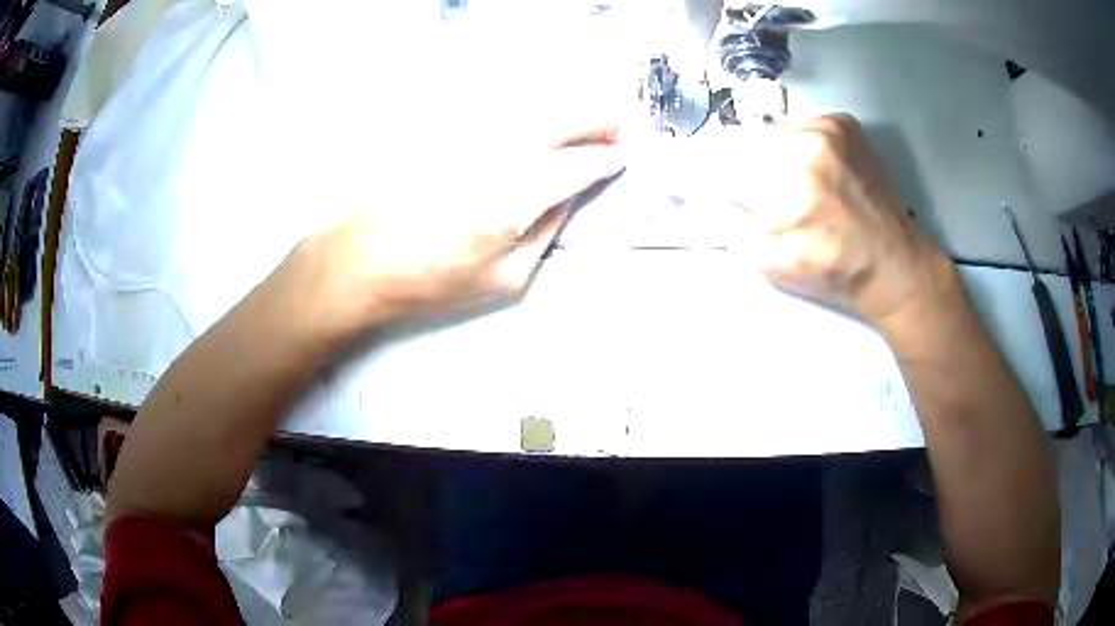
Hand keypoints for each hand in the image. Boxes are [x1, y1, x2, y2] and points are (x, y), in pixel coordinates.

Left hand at [280, 125, 623, 331]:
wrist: (362, 259)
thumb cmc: (433, 280)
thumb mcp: (506, 276)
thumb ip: (547, 230)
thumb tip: (569, 196)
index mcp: (518, 197)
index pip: (579, 164)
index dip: (606, 158)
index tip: (621, 156)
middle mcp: (498, 154)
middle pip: (561, 120)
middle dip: (596, 120)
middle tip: (614, 127)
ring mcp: (470, 135)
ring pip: (532, 107)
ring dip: (565, 110)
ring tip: (582, 121)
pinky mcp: (447, 129)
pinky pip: (499, 109)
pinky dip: (527, 111)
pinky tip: (533, 122)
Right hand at [722, 114, 951, 324]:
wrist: (895, 261)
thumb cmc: (835, 271)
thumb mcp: (772, 264)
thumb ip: (731, 225)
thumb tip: (713, 193)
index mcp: (789, 188)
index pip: (720, 165)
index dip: (711, 180)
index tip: (718, 195)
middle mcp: (807, 145)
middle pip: (741, 141)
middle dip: (739, 169)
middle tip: (755, 196)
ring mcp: (828, 127)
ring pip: (768, 131)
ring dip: (766, 155)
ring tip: (788, 184)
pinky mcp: (843, 122)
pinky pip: (796, 126)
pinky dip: (792, 145)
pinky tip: (811, 170)